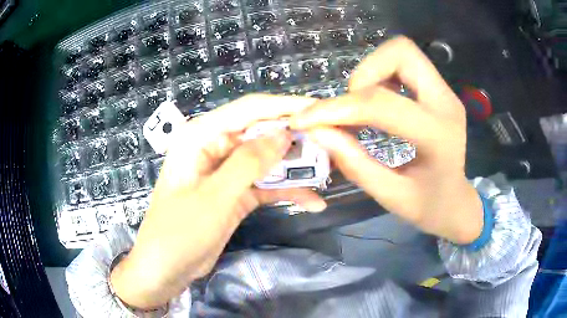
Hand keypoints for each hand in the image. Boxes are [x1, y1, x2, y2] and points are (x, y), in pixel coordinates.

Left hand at [111, 94, 325, 309]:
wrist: (166, 268)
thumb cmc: (180, 231)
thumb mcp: (215, 197)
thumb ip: (248, 163)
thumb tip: (284, 134)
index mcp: (201, 136)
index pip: (249, 109)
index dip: (284, 106)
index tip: (319, 109)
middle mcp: (214, 147)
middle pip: (261, 133)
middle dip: (295, 139)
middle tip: (331, 143)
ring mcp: (226, 171)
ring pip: (267, 159)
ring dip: (294, 167)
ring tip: (328, 171)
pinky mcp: (235, 192)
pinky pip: (265, 185)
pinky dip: (287, 191)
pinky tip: (312, 201)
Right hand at [290, 36, 482, 244]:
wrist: (456, 202)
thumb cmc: (428, 206)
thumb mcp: (390, 196)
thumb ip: (354, 163)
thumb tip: (318, 131)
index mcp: (438, 136)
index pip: (382, 104)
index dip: (337, 108)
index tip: (306, 119)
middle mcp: (446, 103)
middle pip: (402, 52)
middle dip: (364, 72)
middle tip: (350, 105)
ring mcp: (446, 93)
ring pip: (403, 52)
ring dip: (372, 71)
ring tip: (362, 105)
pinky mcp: (440, 91)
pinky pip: (406, 64)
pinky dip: (382, 74)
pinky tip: (377, 102)